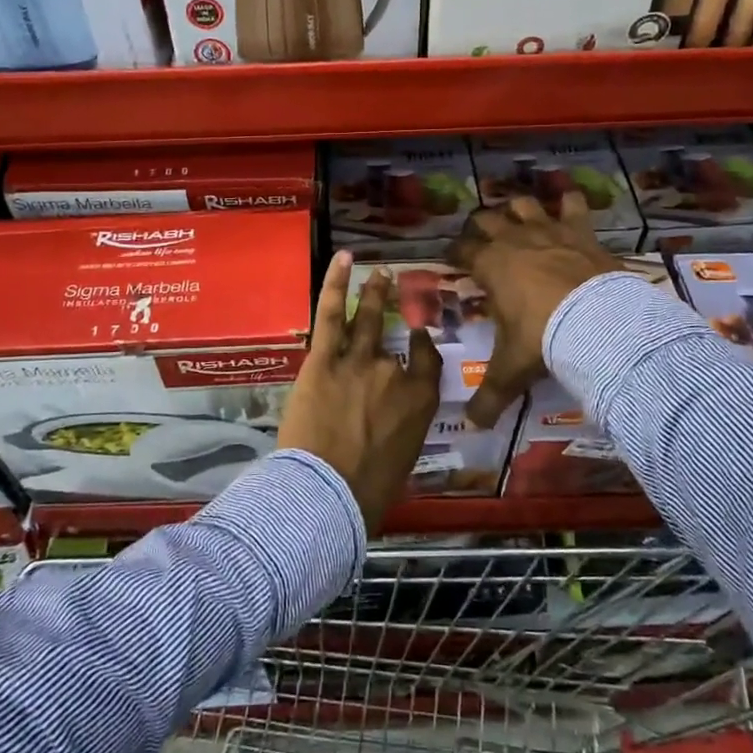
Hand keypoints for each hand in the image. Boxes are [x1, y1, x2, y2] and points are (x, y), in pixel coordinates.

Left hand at [279, 252, 442, 534]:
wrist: (328, 492)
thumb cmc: (367, 492)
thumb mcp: (400, 460)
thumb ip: (399, 431)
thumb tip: (386, 427)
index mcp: (420, 401)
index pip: (428, 362)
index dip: (423, 344)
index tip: (418, 334)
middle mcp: (394, 373)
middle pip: (396, 335)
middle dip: (393, 307)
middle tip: (391, 283)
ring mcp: (358, 361)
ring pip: (365, 319)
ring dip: (371, 292)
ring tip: (375, 273)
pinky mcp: (323, 359)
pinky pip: (331, 314)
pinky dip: (336, 283)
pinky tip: (343, 260)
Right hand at [449, 193, 622, 427]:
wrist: (597, 322)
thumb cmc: (542, 338)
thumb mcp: (511, 370)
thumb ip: (490, 396)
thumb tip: (472, 426)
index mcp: (489, 265)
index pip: (461, 250)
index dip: (454, 253)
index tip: (452, 259)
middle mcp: (513, 240)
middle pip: (487, 219)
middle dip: (480, 226)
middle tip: (481, 239)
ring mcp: (548, 231)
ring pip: (524, 204)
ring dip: (518, 209)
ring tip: (518, 217)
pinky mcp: (580, 231)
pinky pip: (574, 205)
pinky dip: (571, 202)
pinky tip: (570, 202)